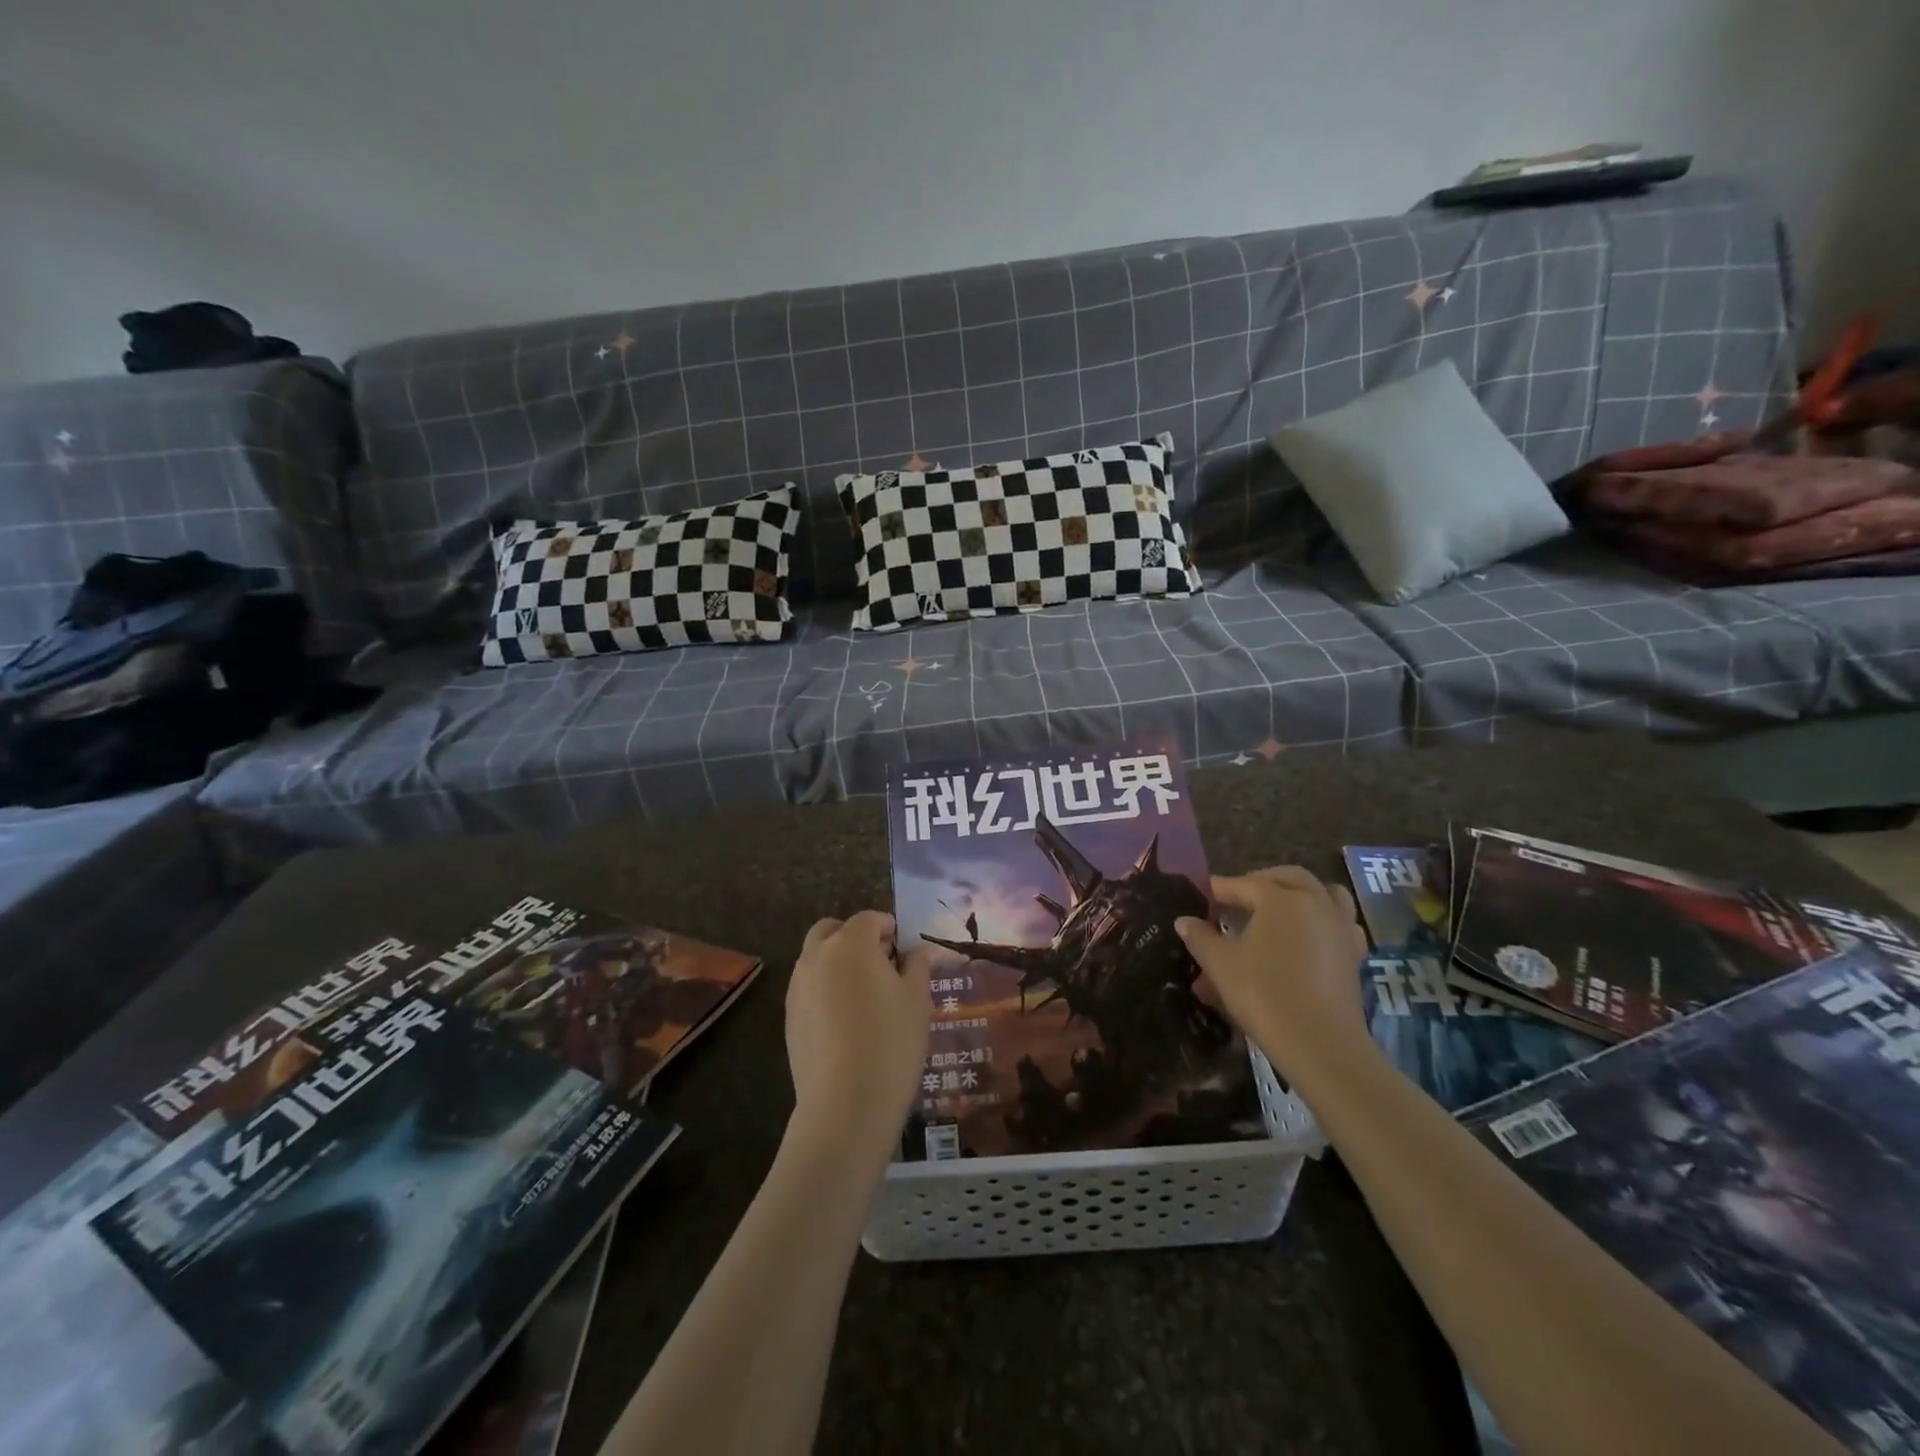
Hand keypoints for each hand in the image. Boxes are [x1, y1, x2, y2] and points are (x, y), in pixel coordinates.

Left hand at [785, 911, 933, 1163]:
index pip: (869, 919)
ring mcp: (798, 987)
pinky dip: (825, 987)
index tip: (904, 948)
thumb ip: (918, 966)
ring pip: (816, 957)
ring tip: (865, 994)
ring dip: (837, 960)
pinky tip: (846, 1019)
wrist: (845, 1105)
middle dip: (855, 937)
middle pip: (832, 930)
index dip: (889, 927)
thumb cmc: (891, 1043)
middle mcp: (817, 956)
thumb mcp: (917, 1000)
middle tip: (881, 963)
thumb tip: (921, 950)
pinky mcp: (788, 1016)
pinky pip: (808, 986)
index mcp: (851, 944)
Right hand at [1174, 866, 1370, 1080]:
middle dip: (1263, 880)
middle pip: (1290, 877)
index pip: (1244, 884)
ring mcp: (1339, 926)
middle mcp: (1313, 902)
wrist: (1320, 1042)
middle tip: (1241, 895)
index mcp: (1279, 899)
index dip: (1221, 888)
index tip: (1205, 893)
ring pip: (1326, 892)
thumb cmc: (1264, 994)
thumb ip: (1201, 938)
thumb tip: (1184, 921)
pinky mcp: (1354, 953)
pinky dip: (1325, 919)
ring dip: (1302, 893)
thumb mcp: (1221, 965)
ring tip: (1282, 907)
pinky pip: (1342, 921)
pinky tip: (1311, 935)